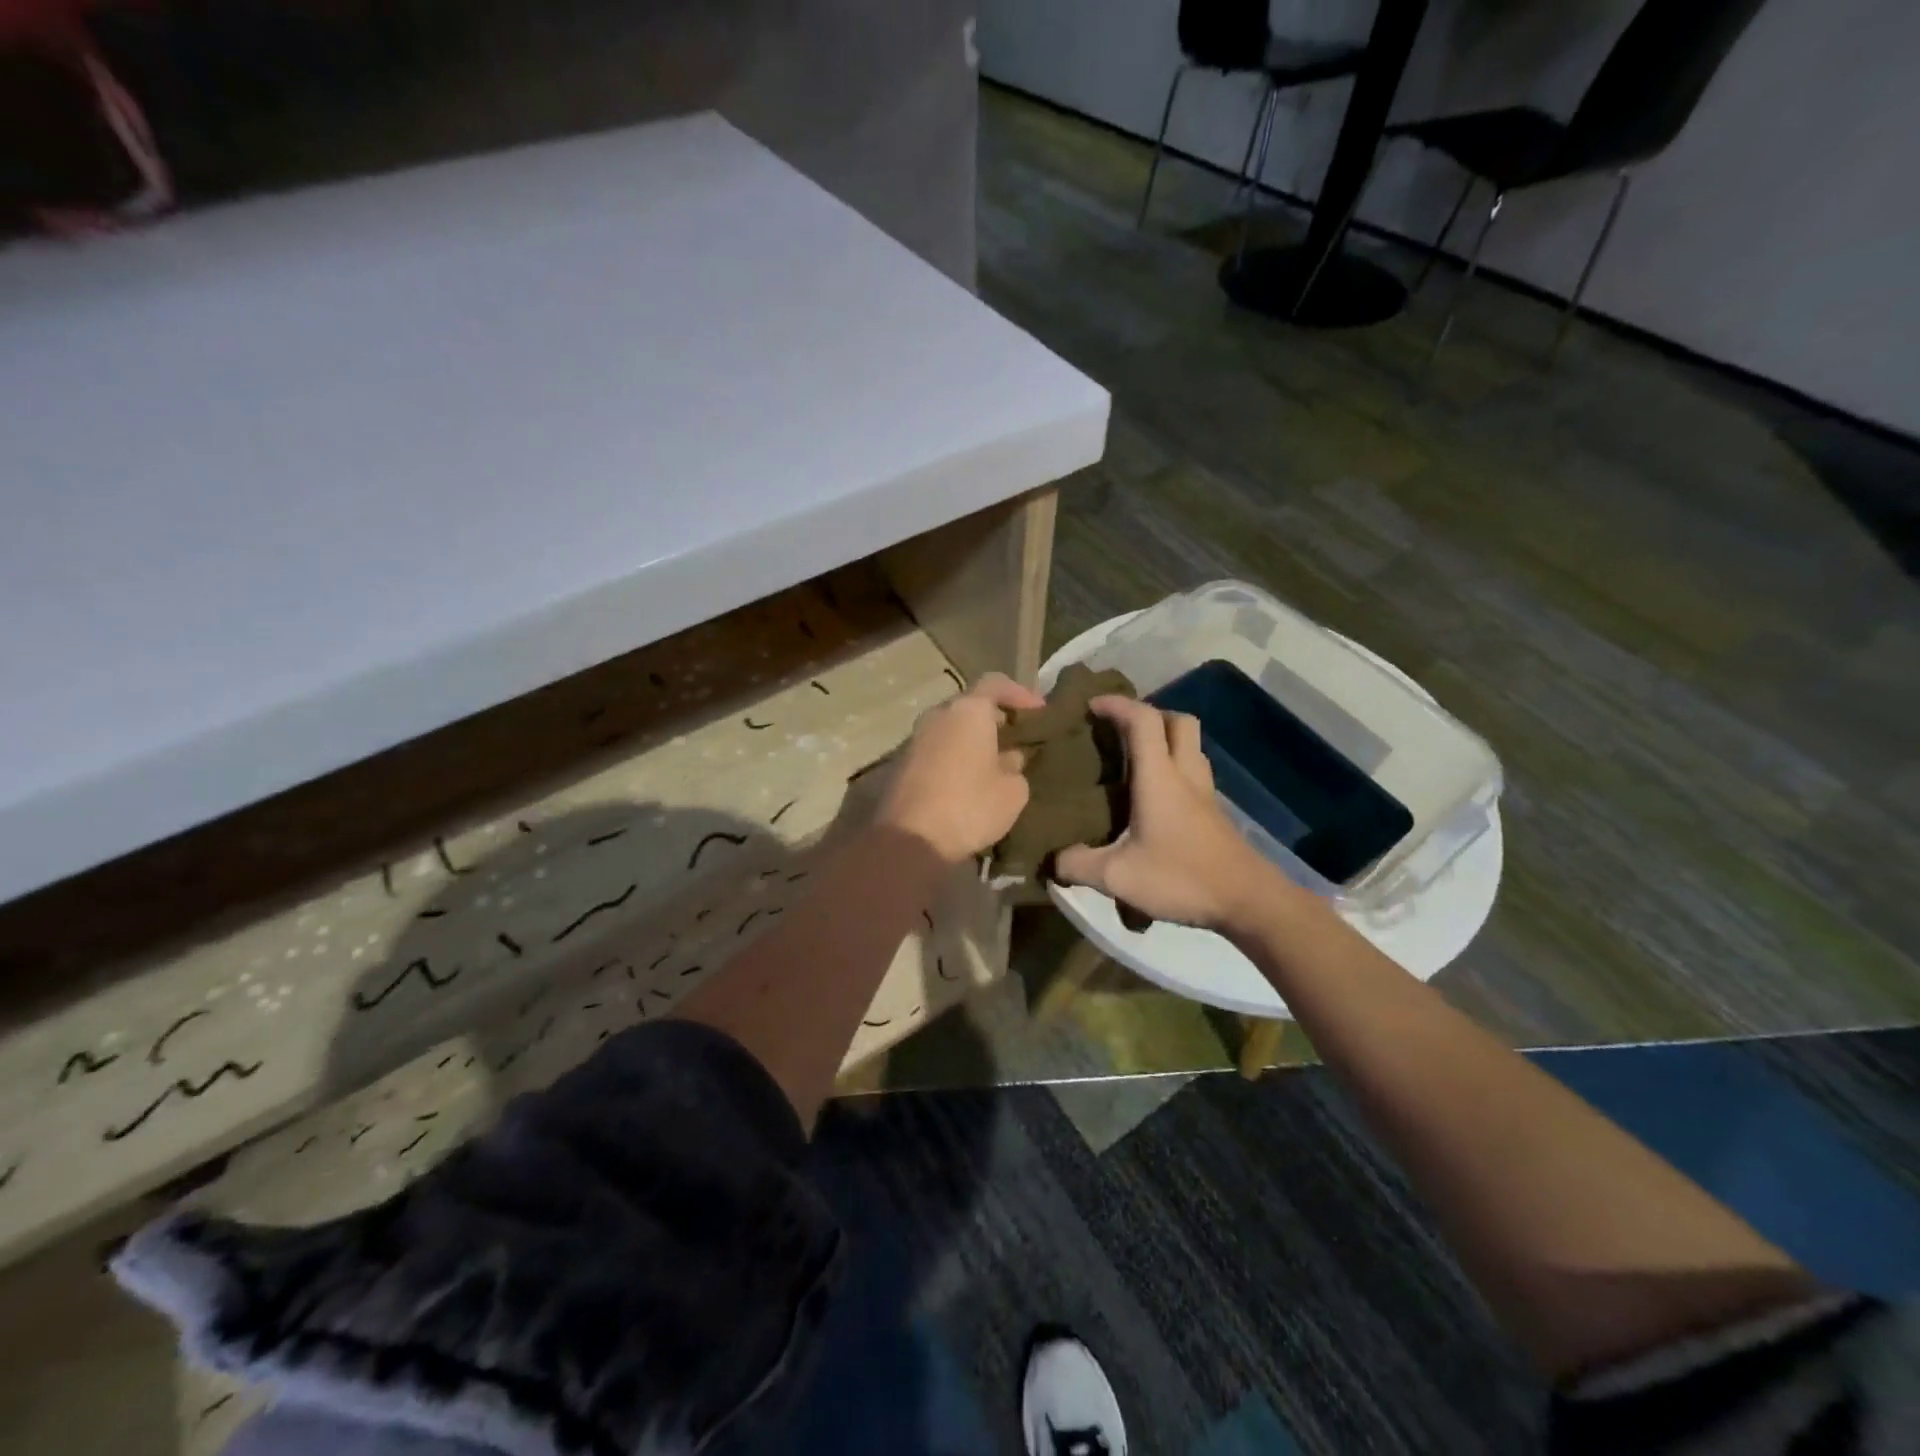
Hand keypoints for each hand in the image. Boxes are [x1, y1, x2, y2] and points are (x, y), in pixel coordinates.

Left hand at [878, 672, 1044, 864]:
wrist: (910, 839)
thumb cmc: (970, 806)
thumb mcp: (1013, 791)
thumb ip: (1016, 766)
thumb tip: (1008, 759)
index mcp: (968, 711)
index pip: (996, 683)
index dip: (1021, 693)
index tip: (1040, 712)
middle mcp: (938, 715)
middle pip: (971, 705)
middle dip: (996, 718)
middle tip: (1019, 738)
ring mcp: (916, 738)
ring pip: (952, 728)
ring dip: (974, 739)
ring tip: (997, 762)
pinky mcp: (903, 763)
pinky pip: (938, 748)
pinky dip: (956, 755)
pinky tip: (971, 780)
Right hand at [1055, 696, 1289, 933]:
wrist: (1248, 902)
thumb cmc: (1182, 878)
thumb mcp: (1117, 877)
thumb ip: (1078, 865)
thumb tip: (1052, 860)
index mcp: (1160, 777)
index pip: (1143, 720)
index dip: (1117, 704)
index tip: (1091, 706)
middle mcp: (1185, 775)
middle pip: (1177, 721)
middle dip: (1148, 714)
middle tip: (1119, 730)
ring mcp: (1205, 793)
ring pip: (1190, 746)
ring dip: (1164, 740)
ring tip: (1133, 760)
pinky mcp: (1214, 813)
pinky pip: (1193, 772)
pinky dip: (1173, 768)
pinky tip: (1153, 797)